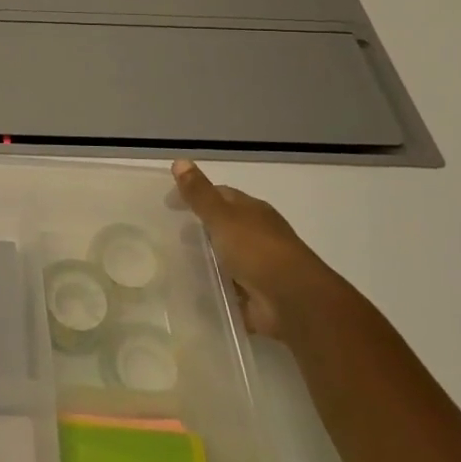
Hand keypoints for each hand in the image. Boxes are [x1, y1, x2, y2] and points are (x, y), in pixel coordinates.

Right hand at [171, 160, 351, 341]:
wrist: (294, 302)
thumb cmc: (258, 251)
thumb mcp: (223, 217)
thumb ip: (200, 194)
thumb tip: (180, 160)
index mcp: (253, 211)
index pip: (220, 195)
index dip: (194, 194)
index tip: (167, 204)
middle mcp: (257, 234)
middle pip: (223, 225)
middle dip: (198, 228)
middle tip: (166, 234)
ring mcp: (258, 265)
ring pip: (224, 256)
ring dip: (204, 258)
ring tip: (172, 262)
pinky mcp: (254, 294)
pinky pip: (227, 285)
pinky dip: (212, 286)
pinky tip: (191, 290)